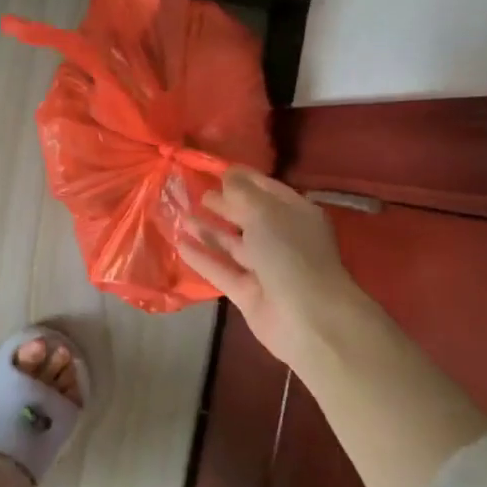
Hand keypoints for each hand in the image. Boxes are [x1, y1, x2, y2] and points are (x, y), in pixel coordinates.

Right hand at [178, 168, 369, 377]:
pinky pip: (221, 269)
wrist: (307, 317)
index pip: (267, 189)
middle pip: (248, 217)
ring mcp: (265, 268)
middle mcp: (282, 239)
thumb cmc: (290, 253)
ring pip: (232, 244)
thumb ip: (241, 192)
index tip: (215, 168)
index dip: (243, 178)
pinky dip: (201, 256)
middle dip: (224, 204)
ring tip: (180, 214)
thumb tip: (227, 174)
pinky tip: (178, 242)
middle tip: (196, 192)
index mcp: (296, 214)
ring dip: (208, 230)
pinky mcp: (248, 292)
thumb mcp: (265, 212)